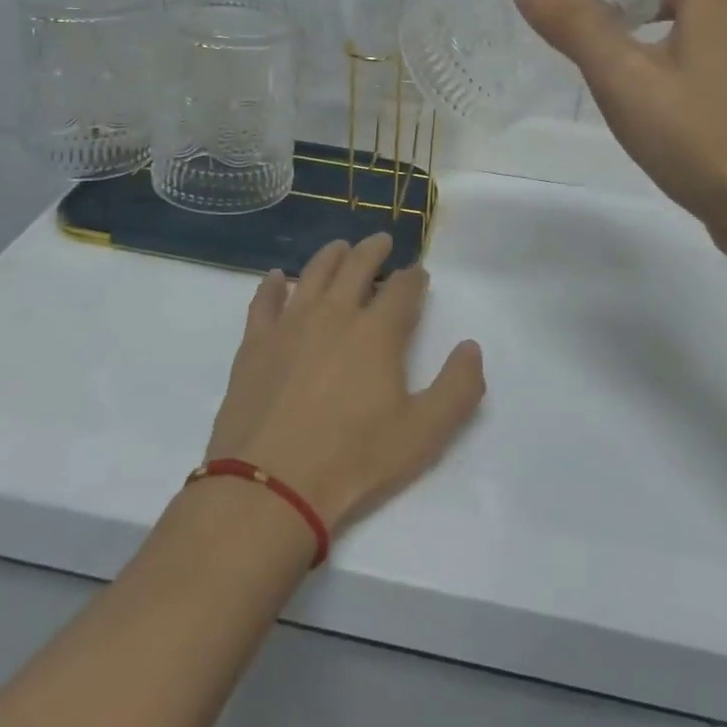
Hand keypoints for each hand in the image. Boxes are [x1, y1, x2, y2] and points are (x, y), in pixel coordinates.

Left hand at [203, 235, 484, 534]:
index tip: (419, 273)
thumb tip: (471, 347)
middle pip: (356, 266)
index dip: (414, 277)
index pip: (402, 289)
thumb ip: (458, 388)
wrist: (270, 485)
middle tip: (382, 241)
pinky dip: (271, 285)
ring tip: (340, 248)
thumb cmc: (353, 459)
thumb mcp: (424, 434)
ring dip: (330, 256)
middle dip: (373, 251)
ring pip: (313, 274)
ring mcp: (290, 324)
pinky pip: (264, 301)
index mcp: (377, 332)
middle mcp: (334, 314)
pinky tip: (275, 278)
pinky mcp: (255, 343)